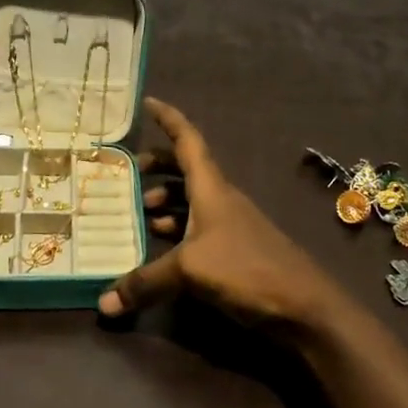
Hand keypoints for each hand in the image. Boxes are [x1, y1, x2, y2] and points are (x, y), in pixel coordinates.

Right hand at [99, 98, 350, 332]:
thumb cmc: (246, 269)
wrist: (303, 306)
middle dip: (160, 165)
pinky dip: (178, 230)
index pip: (188, 140)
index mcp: (212, 189)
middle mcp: (221, 200)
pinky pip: (199, 229)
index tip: (147, 102)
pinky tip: (162, 246)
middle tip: (130, 171)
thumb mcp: (189, 270)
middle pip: (188, 170)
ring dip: (168, 200)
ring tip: (140, 210)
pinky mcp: (236, 251)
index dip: (168, 119)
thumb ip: (145, 282)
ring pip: (193, 201)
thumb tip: (103, 305)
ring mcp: (230, 225)